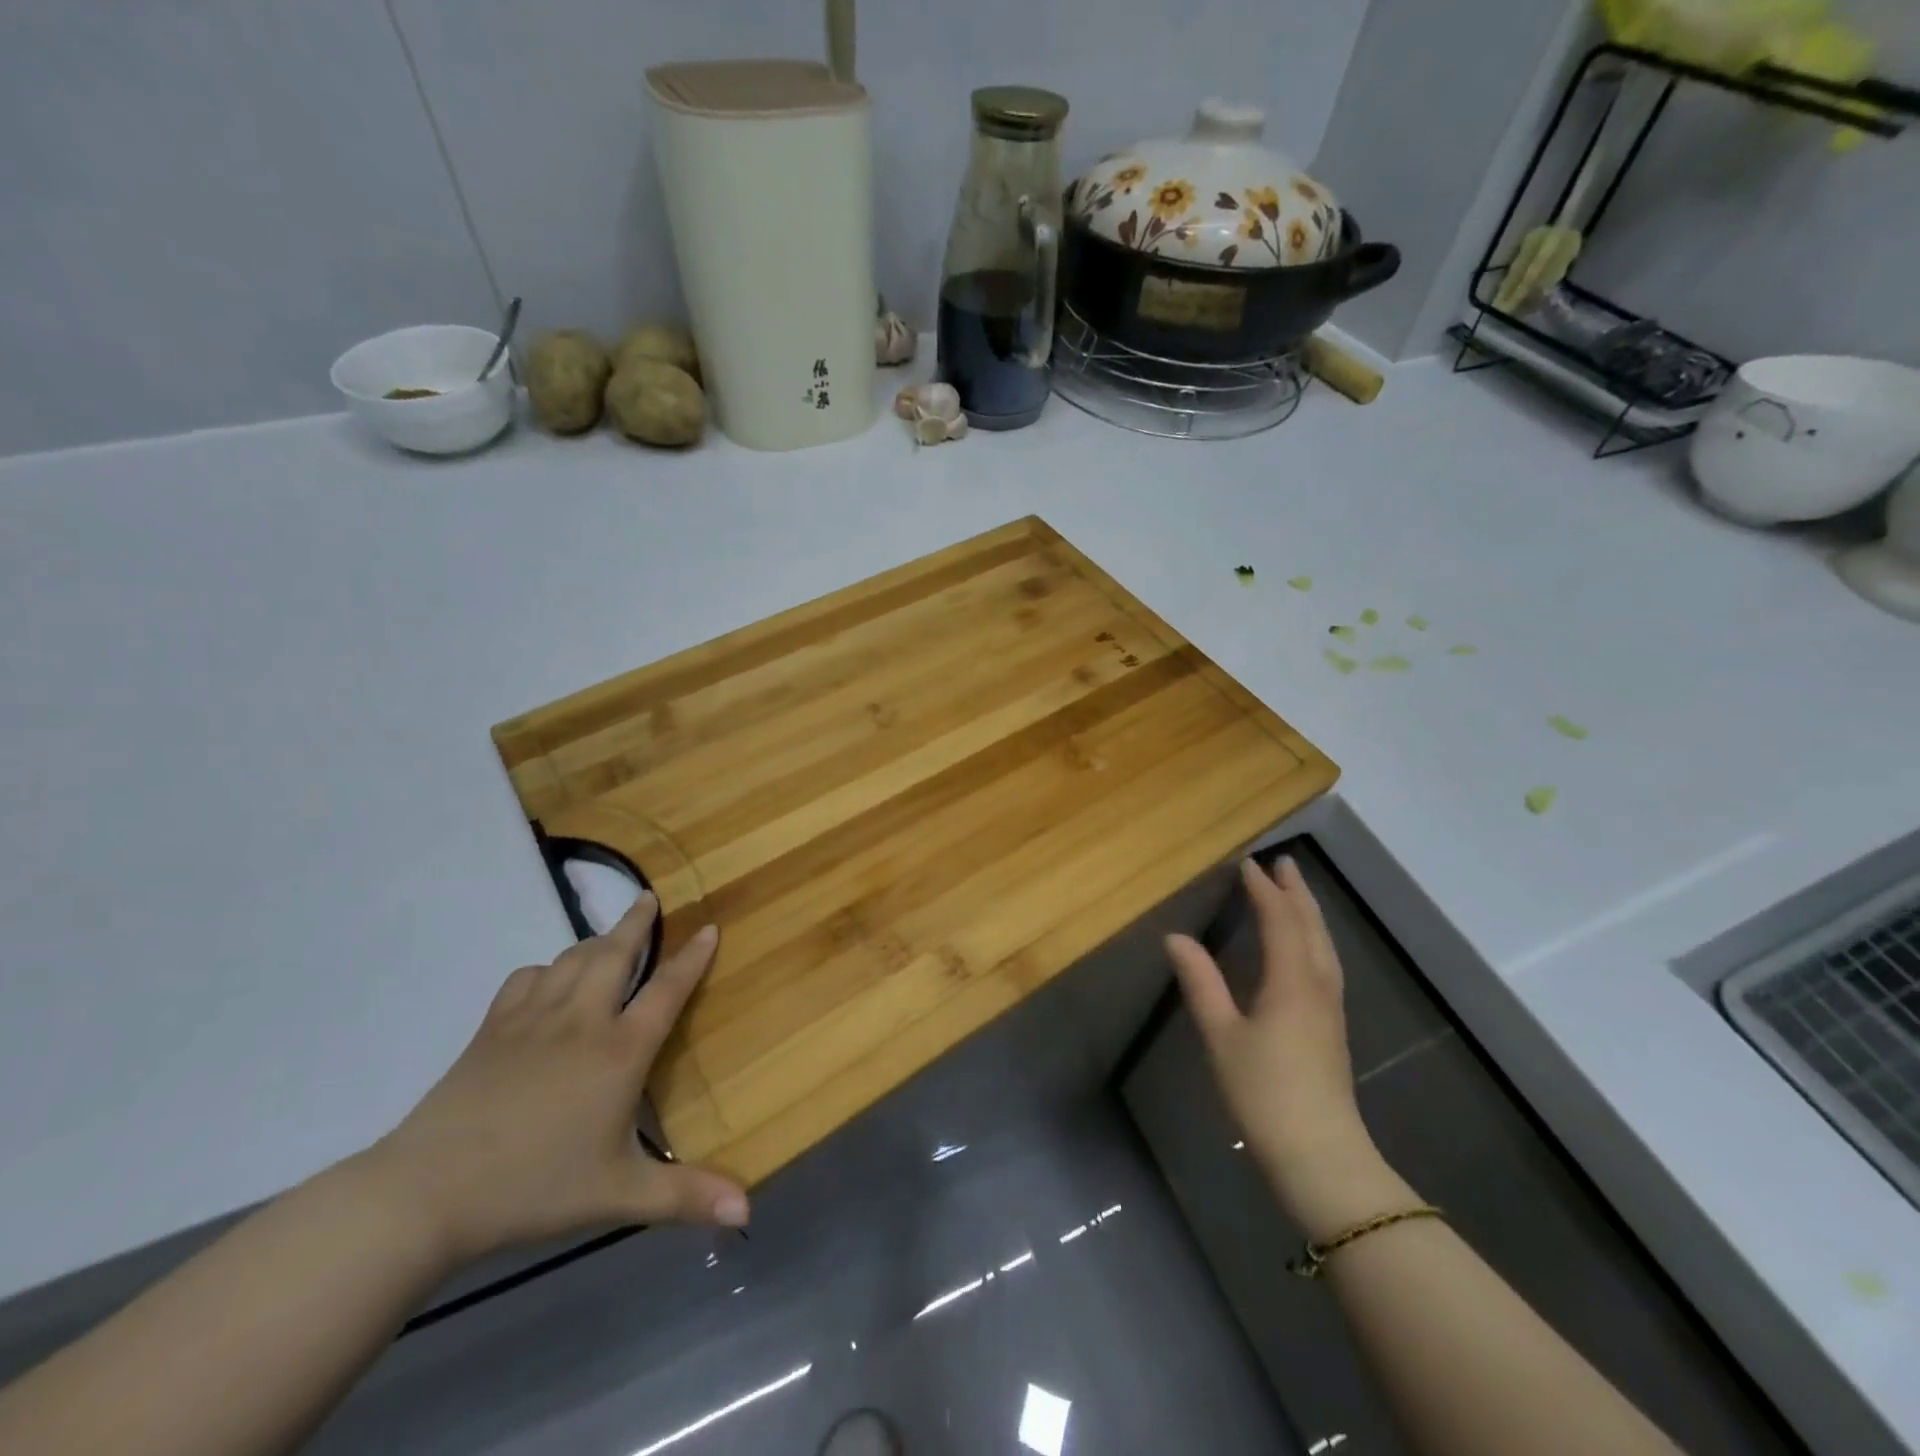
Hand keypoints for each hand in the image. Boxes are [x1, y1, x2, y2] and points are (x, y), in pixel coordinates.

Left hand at [361, 893, 746, 1266]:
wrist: (426, 1192)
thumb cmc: (535, 1188)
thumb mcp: (619, 1194)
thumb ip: (687, 1196)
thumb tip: (748, 1212)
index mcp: (619, 1050)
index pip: (667, 989)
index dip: (692, 957)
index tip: (709, 926)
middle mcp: (582, 1020)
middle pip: (615, 953)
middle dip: (637, 922)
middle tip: (648, 898)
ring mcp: (533, 1018)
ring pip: (572, 958)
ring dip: (595, 941)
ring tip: (609, 937)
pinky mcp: (492, 1028)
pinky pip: (526, 979)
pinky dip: (546, 970)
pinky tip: (548, 982)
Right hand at [1166, 858, 1382, 1225]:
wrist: (1320, 1155)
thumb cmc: (1264, 1092)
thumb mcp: (1221, 1035)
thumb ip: (1200, 982)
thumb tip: (1176, 938)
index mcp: (1291, 981)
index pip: (1279, 920)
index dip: (1263, 890)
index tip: (1247, 864)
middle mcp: (1318, 985)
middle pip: (1310, 926)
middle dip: (1296, 892)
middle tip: (1283, 863)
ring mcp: (1330, 1008)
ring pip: (1324, 945)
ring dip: (1309, 913)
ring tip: (1296, 893)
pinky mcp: (1333, 1027)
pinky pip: (1326, 962)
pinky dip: (1314, 938)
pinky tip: (1307, 947)